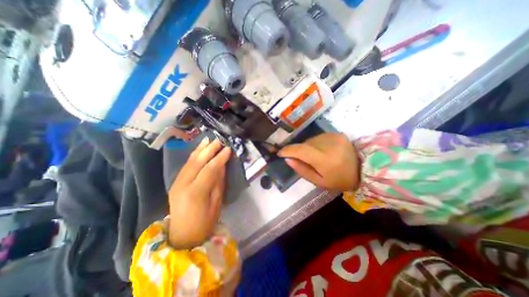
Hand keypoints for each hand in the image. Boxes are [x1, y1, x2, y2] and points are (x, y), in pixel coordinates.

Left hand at [166, 138, 230, 249]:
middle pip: (198, 161)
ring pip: (190, 161)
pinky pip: (186, 165)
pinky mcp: (175, 182)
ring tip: (209, 140)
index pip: (209, 169)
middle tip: (220, 140)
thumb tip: (222, 165)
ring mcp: (176, 182)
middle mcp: (183, 184)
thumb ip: (218, 182)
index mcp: (195, 192)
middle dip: (210, 149)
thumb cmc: (204, 222)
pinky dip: (194, 155)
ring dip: (200, 149)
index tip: (229, 149)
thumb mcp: (216, 203)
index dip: (220, 158)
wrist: (182, 236)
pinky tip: (199, 149)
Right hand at [277, 133, 359, 192]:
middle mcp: (329, 144)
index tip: (279, 153)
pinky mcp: (337, 133)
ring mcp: (334, 137)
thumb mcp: (319, 181)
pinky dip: (315, 144)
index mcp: (325, 159)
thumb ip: (302, 170)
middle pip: (304, 144)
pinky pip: (318, 137)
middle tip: (301, 159)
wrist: (364, 170)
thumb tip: (287, 159)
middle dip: (298, 151)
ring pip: (310, 140)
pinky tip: (322, 151)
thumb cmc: (340, 180)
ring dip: (307, 147)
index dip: (288, 150)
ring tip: (314, 157)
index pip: (301, 150)